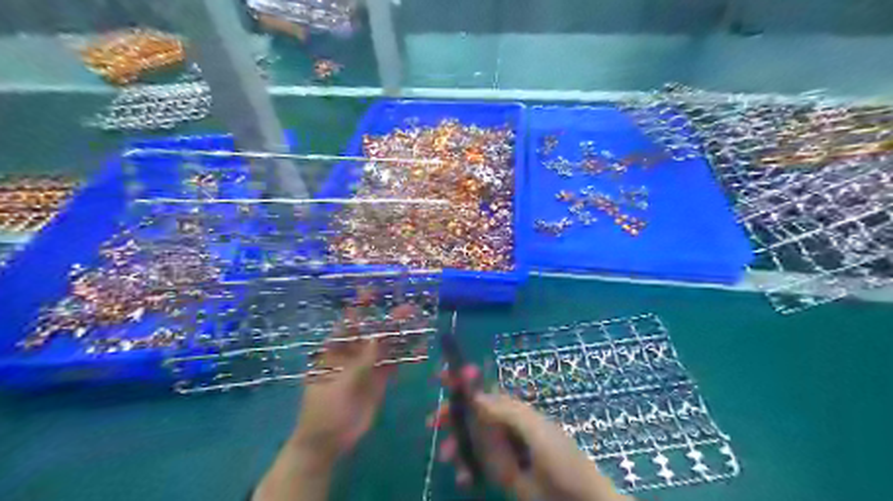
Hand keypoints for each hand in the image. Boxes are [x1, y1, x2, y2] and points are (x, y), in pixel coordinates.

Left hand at [257, 297, 412, 500]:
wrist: (329, 442)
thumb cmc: (324, 410)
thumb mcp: (341, 383)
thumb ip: (362, 360)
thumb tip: (380, 335)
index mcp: (335, 351)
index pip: (349, 324)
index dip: (360, 307)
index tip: (372, 291)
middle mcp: (353, 354)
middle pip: (374, 332)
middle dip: (390, 320)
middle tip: (410, 308)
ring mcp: (367, 367)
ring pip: (387, 347)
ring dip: (403, 336)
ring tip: (421, 324)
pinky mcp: (379, 380)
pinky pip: (394, 365)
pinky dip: (407, 357)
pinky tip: (420, 349)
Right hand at [431, 369, 625, 500]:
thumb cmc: (561, 460)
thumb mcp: (535, 431)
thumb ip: (506, 413)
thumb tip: (475, 395)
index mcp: (515, 411)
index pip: (485, 392)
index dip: (465, 384)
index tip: (443, 380)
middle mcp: (505, 427)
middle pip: (473, 415)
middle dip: (452, 416)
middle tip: (432, 422)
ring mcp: (502, 451)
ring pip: (470, 441)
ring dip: (455, 445)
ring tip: (446, 457)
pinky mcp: (499, 473)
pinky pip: (476, 466)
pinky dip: (466, 469)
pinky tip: (463, 479)